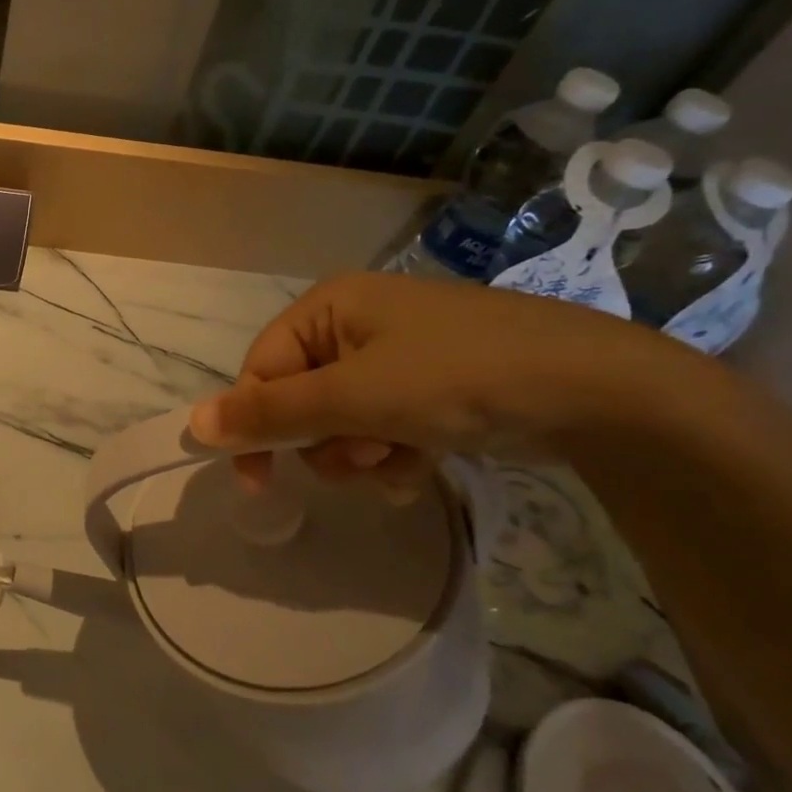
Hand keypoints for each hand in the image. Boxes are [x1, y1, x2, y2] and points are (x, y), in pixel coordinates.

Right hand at [189, 272, 696, 494]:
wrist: (599, 393)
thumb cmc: (458, 379)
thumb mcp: (354, 397)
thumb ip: (270, 413)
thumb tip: (192, 424)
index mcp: (330, 307)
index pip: (261, 369)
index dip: (254, 425)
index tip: (257, 484)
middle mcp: (357, 325)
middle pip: (301, 399)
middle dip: (324, 441)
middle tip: (358, 457)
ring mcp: (399, 356)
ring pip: (342, 422)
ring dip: (360, 454)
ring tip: (399, 460)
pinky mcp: (433, 388)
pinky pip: (383, 429)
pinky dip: (394, 455)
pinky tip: (424, 463)